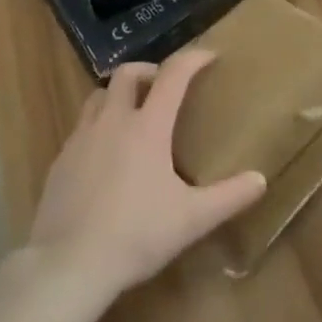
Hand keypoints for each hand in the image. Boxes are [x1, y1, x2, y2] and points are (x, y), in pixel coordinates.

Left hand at [26, 51, 266, 304]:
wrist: (69, 265)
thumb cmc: (136, 235)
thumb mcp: (191, 220)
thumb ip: (228, 197)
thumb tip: (260, 179)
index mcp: (147, 125)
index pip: (173, 74)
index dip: (192, 58)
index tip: (209, 55)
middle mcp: (113, 120)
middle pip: (127, 73)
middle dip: (148, 71)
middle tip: (162, 88)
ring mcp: (82, 138)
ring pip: (98, 95)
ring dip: (117, 95)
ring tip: (130, 116)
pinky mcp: (60, 160)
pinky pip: (80, 128)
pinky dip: (96, 128)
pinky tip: (103, 157)